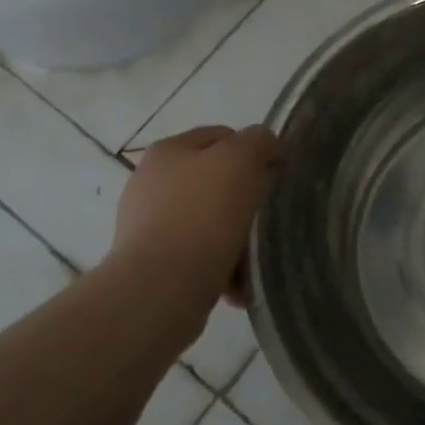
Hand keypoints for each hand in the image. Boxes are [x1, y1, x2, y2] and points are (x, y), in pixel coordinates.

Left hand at [113, 125, 281, 310]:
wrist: (161, 287)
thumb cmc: (203, 214)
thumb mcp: (240, 159)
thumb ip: (259, 141)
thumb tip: (269, 148)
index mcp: (168, 151)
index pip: (222, 137)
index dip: (255, 151)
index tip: (276, 177)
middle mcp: (151, 183)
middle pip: (216, 181)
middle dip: (245, 200)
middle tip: (267, 219)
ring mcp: (148, 225)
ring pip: (210, 222)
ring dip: (236, 239)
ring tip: (254, 259)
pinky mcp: (152, 263)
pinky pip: (200, 257)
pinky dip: (221, 267)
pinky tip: (238, 284)